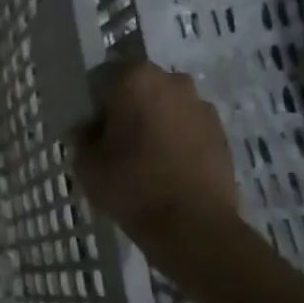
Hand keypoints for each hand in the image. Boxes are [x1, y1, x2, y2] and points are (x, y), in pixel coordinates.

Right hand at [73, 59, 237, 242]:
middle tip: (115, 142)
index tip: (92, 129)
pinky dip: (176, 138)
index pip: (102, 77)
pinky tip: (168, 168)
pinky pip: (187, 126)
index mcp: (134, 79)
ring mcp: (201, 105)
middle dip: (126, 107)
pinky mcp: (221, 131)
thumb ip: (82, 137)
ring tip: (144, 157)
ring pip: (165, 105)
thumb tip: (89, 128)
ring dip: (153, 121)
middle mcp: (171, 81)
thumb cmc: (132, 186)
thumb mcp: (86, 164)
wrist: (194, 226)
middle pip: (138, 86)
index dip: (93, 103)